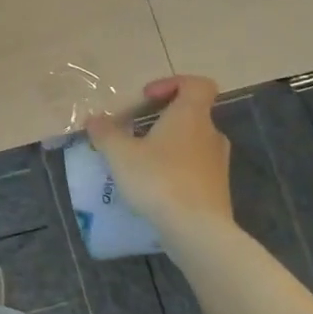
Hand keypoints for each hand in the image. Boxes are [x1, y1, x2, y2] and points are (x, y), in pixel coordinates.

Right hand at [85, 75, 234, 232]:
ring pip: (193, 143)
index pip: (197, 84)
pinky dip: (176, 170)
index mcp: (191, 116)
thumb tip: (94, 119)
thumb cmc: (159, 179)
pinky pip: (195, 169)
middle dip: (163, 119)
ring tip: (141, 162)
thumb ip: (105, 133)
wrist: (197, 230)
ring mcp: (218, 163)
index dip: (173, 84)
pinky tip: (154, 188)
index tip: (148, 98)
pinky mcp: (218, 189)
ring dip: (169, 146)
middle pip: (192, 114)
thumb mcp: (120, 154)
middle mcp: (210, 134)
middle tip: (136, 132)